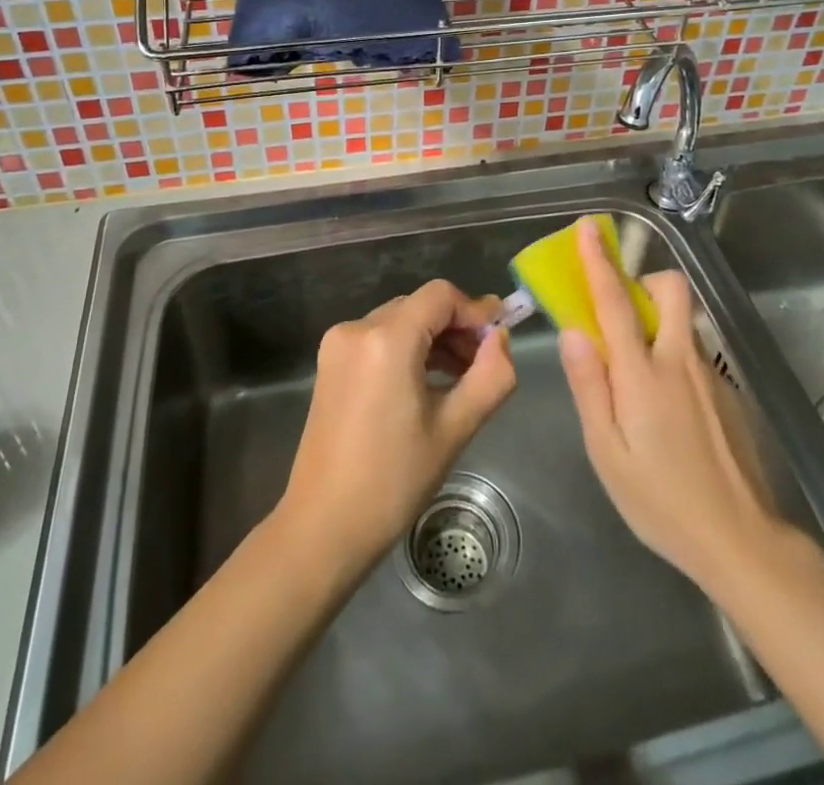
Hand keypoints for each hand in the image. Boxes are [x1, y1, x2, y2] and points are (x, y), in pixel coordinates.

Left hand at [276, 281, 516, 575]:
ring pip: (400, 321)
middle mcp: (357, 328)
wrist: (323, 527)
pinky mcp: (330, 363)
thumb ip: (490, 376)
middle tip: (483, 364)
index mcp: (387, 338)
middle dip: (456, 327)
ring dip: (433, 339)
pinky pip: (379, 338)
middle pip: (420, 306)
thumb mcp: (454, 429)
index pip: (441, 296)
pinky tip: (426, 384)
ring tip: (460, 379)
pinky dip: (407, 350)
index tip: (499, 338)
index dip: (475, 310)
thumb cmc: (393, 481)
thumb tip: (501, 338)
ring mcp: (338, 344)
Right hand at [558, 218, 786, 592]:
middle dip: (645, 281)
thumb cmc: (661, 501)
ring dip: (658, 322)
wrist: (742, 541)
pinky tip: (671, 415)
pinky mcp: (729, 392)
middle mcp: (680, 360)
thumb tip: (574, 332)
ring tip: (640, 378)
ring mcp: (711, 375)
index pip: (616, 302)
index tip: (589, 228)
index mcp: (644, 374)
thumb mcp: (607, 452)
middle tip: (623, 313)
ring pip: (682, 322)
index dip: (599, 261)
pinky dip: (674, 359)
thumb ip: (590, 387)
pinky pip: (695, 355)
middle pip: (670, 290)